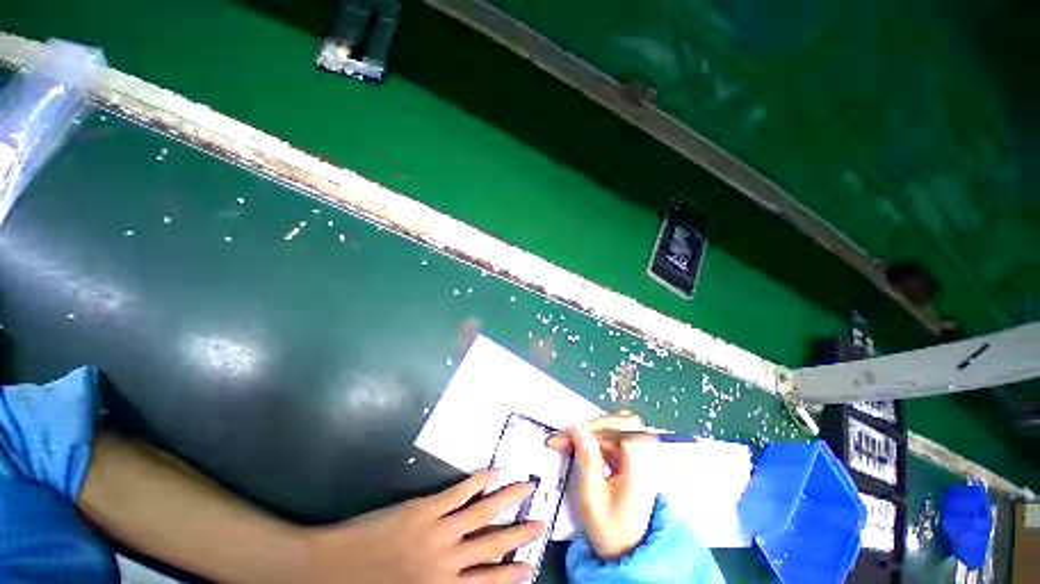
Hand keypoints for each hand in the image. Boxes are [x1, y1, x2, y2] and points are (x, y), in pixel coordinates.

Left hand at [305, 470, 543, 583]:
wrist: (330, 570)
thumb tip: (465, 580)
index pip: (487, 583)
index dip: (511, 575)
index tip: (531, 567)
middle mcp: (448, 562)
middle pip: (493, 546)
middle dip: (520, 535)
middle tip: (541, 524)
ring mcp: (439, 531)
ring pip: (484, 512)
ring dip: (509, 498)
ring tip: (528, 487)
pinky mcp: (427, 507)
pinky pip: (462, 491)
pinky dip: (483, 479)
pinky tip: (497, 470)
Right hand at [548, 413, 655, 560]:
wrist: (625, 553)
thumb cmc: (608, 527)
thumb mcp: (592, 494)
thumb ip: (586, 457)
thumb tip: (576, 427)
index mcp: (638, 466)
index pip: (623, 427)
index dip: (598, 425)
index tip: (575, 432)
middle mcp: (642, 458)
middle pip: (621, 424)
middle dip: (594, 426)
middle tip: (571, 435)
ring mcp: (637, 459)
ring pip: (615, 430)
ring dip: (593, 432)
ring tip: (572, 441)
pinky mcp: (630, 462)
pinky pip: (613, 441)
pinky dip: (596, 440)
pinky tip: (581, 448)